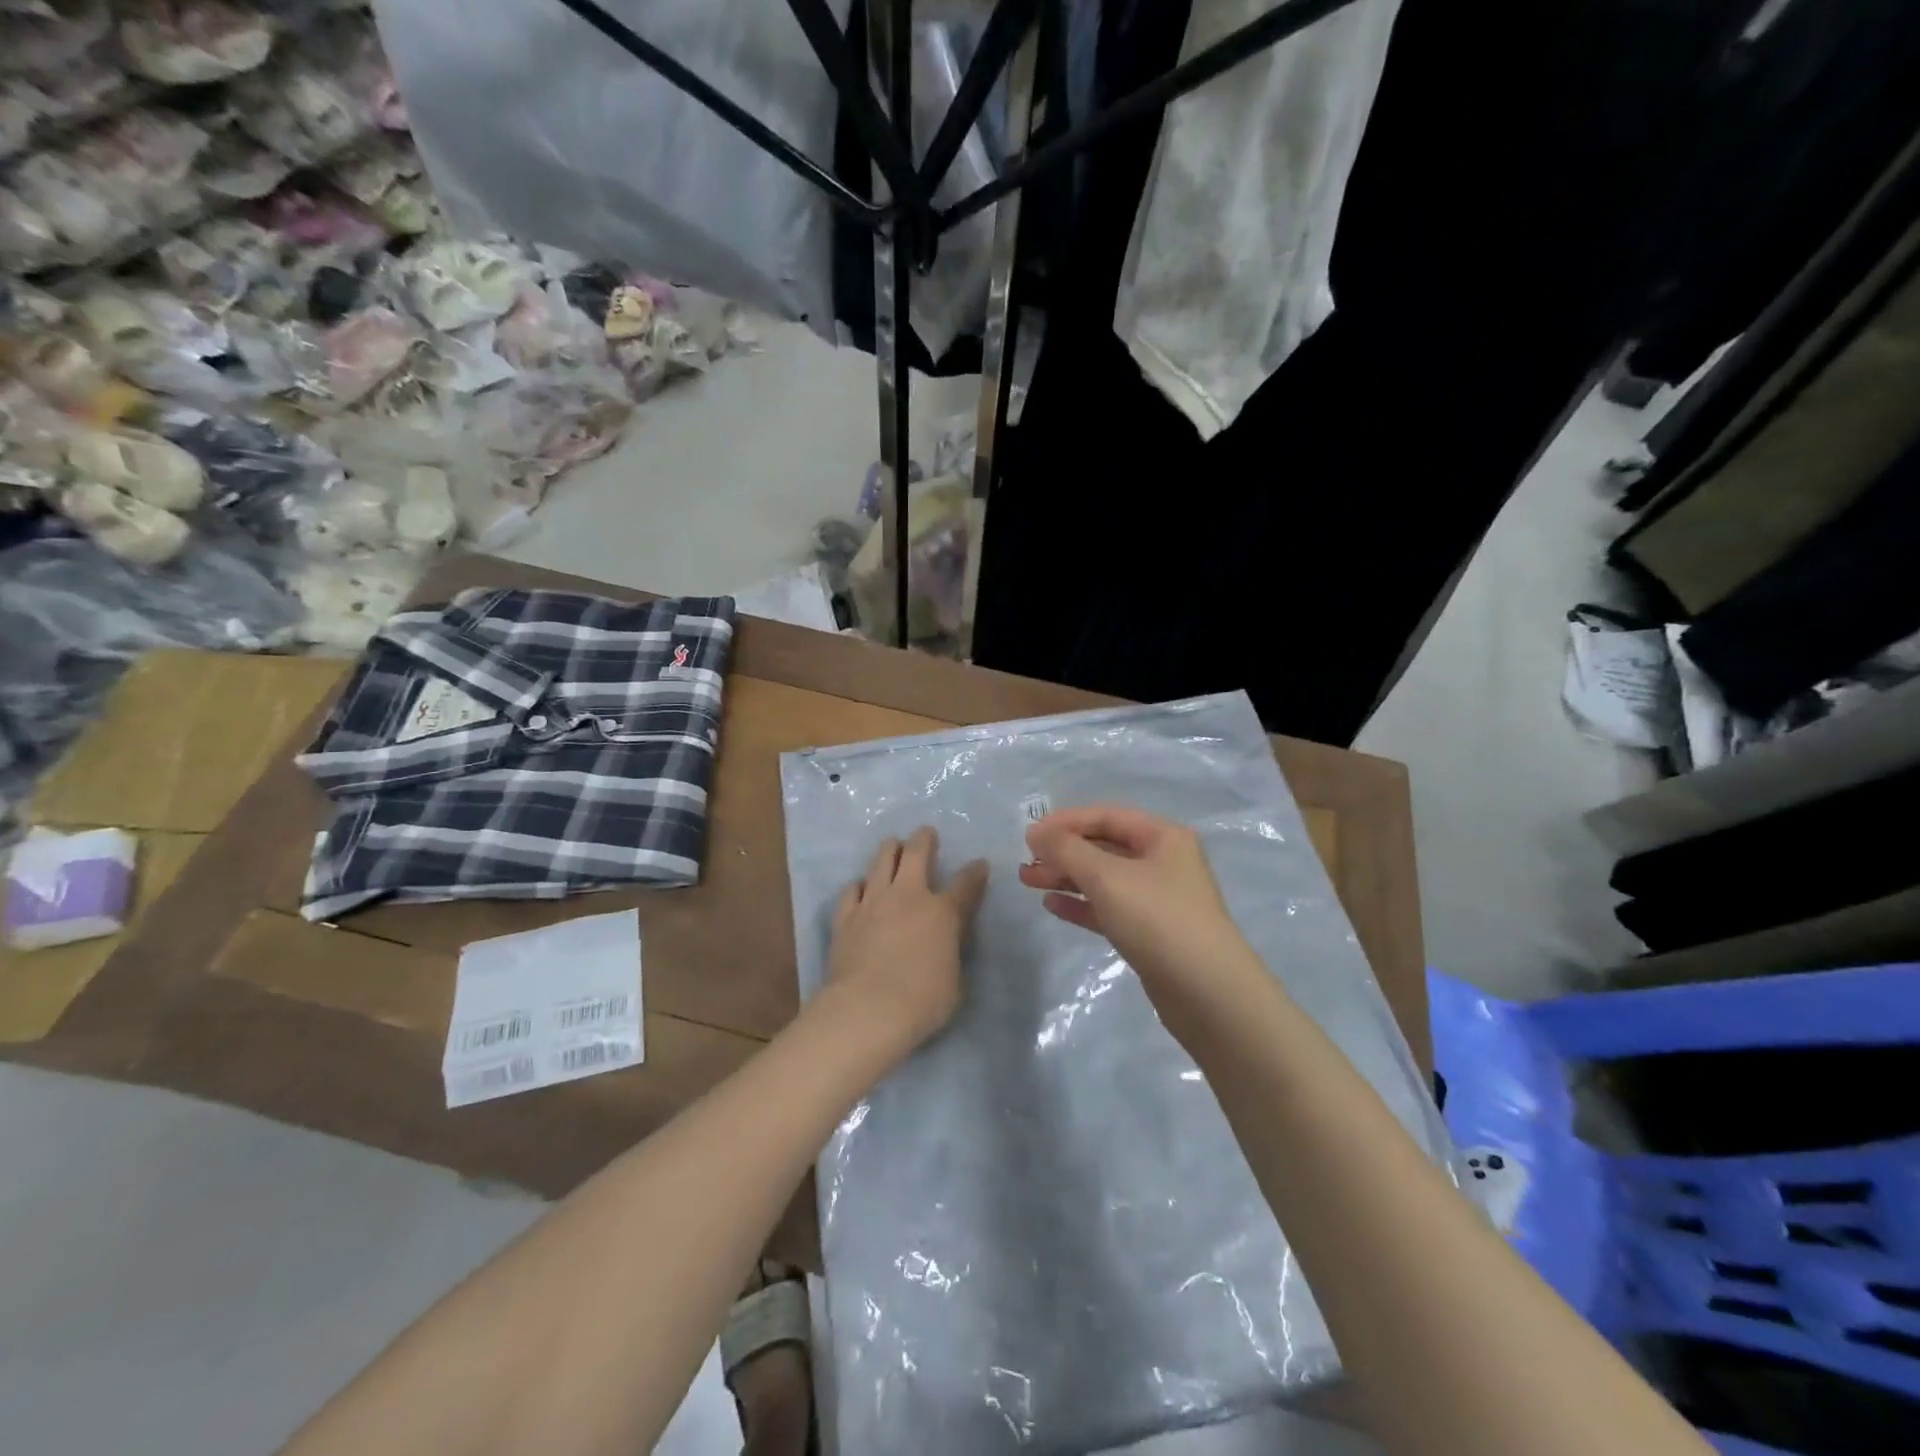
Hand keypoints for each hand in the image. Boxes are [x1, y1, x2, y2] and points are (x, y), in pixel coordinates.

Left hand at [821, 826, 989, 1061]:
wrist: (867, 1009)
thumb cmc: (922, 1001)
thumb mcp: (954, 979)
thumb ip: (951, 952)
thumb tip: (947, 944)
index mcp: (942, 912)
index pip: (965, 884)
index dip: (975, 872)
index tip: (980, 864)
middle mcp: (908, 896)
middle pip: (916, 854)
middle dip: (924, 839)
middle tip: (926, 833)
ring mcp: (873, 902)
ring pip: (881, 861)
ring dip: (889, 849)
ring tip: (892, 844)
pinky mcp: (846, 917)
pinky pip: (852, 889)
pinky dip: (860, 884)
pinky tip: (861, 885)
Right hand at [1019, 805, 1262, 1017]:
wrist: (1207, 993)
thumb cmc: (1158, 919)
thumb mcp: (1107, 877)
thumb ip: (1067, 849)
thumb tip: (1036, 832)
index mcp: (1163, 837)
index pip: (1106, 816)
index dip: (1065, 822)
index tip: (1029, 835)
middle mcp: (1163, 861)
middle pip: (1104, 847)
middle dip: (1063, 852)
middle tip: (1025, 862)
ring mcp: (1158, 898)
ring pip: (1103, 879)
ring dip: (1066, 877)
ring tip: (1028, 881)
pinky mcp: (1151, 932)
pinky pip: (1109, 908)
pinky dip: (1081, 904)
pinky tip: (1053, 906)